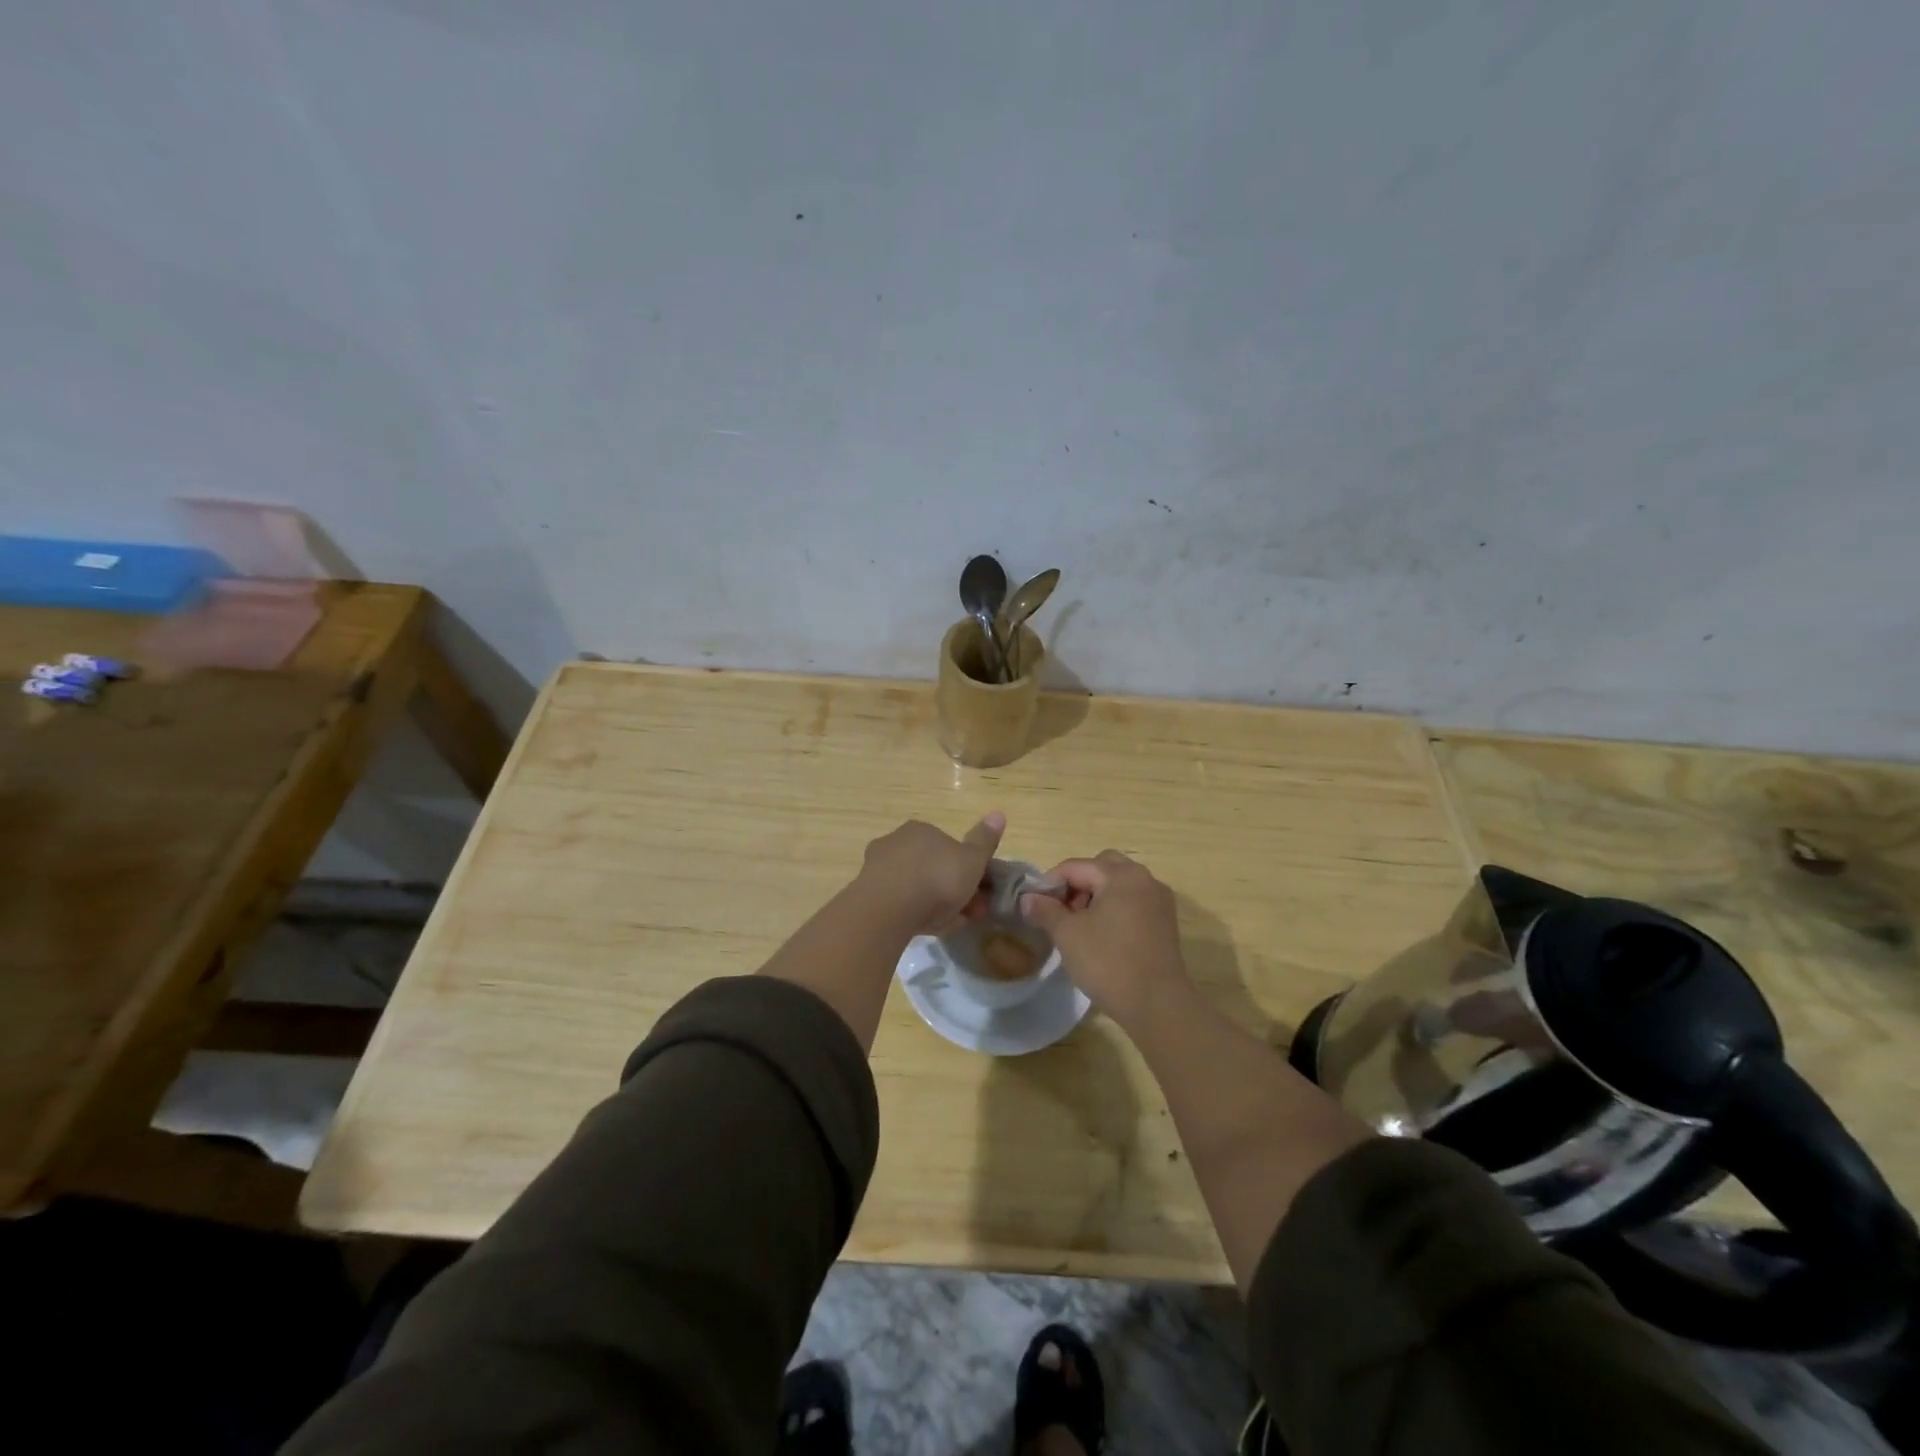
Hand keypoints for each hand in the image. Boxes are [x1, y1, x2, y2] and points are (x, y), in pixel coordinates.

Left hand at [858, 813, 1005, 934]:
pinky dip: (915, 914)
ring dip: (936, 904)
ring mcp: (878, 868)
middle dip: (953, 890)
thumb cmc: (937, 879)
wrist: (887, 910)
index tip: (980, 892)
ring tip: (951, 926)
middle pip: (932, 868)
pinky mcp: (866, 894)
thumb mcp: (972, 860)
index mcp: (922, 830)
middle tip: (969, 914)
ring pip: (916, 887)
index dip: (968, 870)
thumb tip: (998, 813)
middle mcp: (897, 842)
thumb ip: (985, 840)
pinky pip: (900, 903)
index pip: (949, 847)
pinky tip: (928, 930)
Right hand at [1021, 850, 1190, 1025]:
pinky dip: (1116, 908)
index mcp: (1120, 875)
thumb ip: (1045, 910)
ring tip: (1080, 925)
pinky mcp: (1166, 922)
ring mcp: (1159, 900)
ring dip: (1097, 895)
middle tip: (1062, 911)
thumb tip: (1027, 898)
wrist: (1157, 1004)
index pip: (1075, 867)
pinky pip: (1134, 901)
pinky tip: (1103, 935)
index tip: (1035, 906)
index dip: (1050, 883)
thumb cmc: (1108, 962)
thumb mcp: (1067, 934)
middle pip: (1102, 867)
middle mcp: (1144, 879)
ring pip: (1120, 884)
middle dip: (1078, 884)